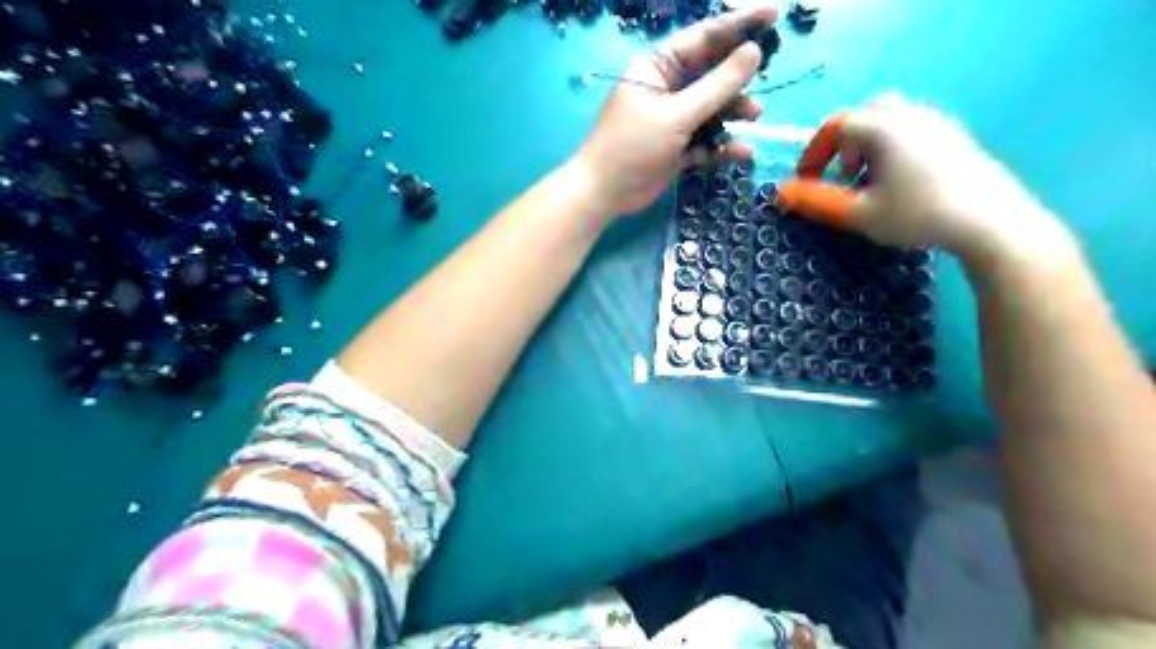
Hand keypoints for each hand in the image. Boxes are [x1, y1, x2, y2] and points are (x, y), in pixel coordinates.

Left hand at [575, 4, 775, 215]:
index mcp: (658, 67)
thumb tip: (754, 52)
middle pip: (711, 73)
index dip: (739, 26)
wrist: (604, 194)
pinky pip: (706, 140)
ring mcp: (672, 120)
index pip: (703, 38)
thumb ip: (717, 86)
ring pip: (712, 109)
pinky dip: (722, 145)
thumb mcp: (677, 114)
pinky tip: (742, 152)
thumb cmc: (633, 146)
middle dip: (738, 76)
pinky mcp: (676, 148)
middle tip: (767, 74)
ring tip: (754, 115)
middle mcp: (667, 88)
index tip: (774, 16)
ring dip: (733, 111)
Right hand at [782, 92, 1069, 264]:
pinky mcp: (957, 137)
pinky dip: (894, 148)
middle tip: (844, 175)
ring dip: (869, 146)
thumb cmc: (916, 215)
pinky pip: (914, 130)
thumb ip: (815, 201)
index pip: (836, 126)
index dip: (814, 153)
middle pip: (865, 115)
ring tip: (871, 182)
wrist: (991, 222)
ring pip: (891, 121)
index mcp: (883, 127)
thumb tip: (780, 193)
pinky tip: (902, 182)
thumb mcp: (858, 213)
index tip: (805, 181)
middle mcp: (910, 114)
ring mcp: (938, 122)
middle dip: (845, 144)